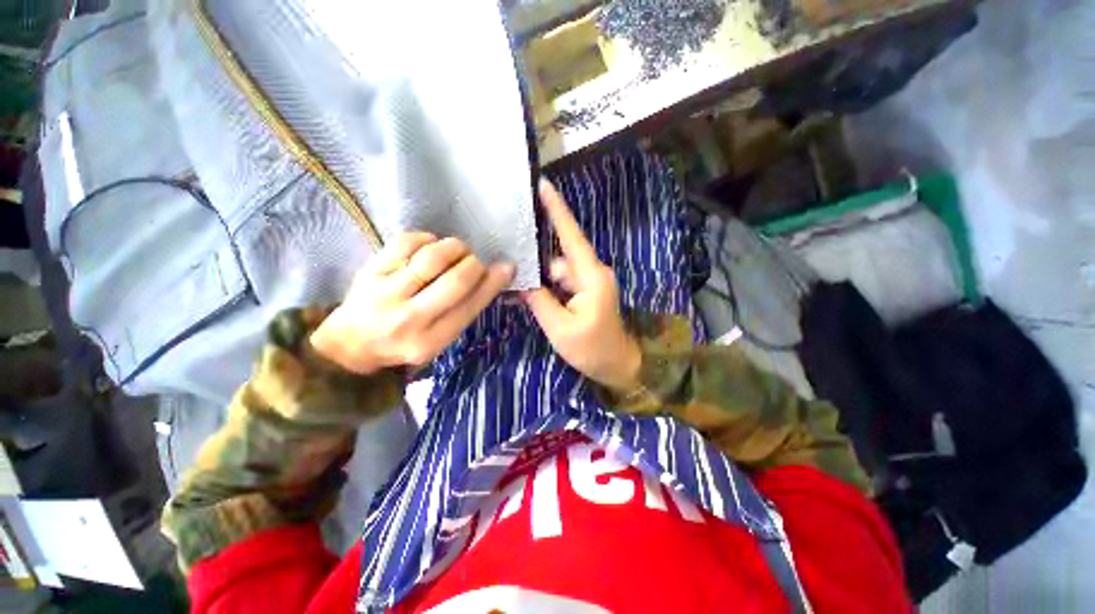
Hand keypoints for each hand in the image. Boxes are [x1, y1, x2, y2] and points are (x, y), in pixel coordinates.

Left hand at [311, 232, 514, 373]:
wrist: (351, 342)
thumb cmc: (405, 342)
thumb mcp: (440, 339)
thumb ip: (465, 310)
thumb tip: (497, 275)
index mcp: (431, 341)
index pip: (470, 306)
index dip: (492, 283)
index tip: (507, 267)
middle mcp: (409, 319)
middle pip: (456, 280)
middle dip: (474, 264)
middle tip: (475, 261)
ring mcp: (386, 293)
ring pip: (432, 258)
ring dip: (454, 247)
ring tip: (458, 250)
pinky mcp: (370, 271)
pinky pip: (406, 243)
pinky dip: (427, 238)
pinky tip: (431, 245)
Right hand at [522, 180, 641, 391]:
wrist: (617, 364)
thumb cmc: (592, 348)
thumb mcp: (559, 327)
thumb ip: (539, 300)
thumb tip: (523, 279)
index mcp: (591, 276)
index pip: (572, 237)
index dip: (558, 210)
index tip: (544, 185)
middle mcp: (592, 273)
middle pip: (558, 258)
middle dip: (535, 264)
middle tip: (508, 268)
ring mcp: (589, 282)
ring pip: (557, 272)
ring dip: (539, 281)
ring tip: (516, 291)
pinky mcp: (586, 291)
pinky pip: (562, 283)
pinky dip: (547, 289)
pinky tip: (530, 297)